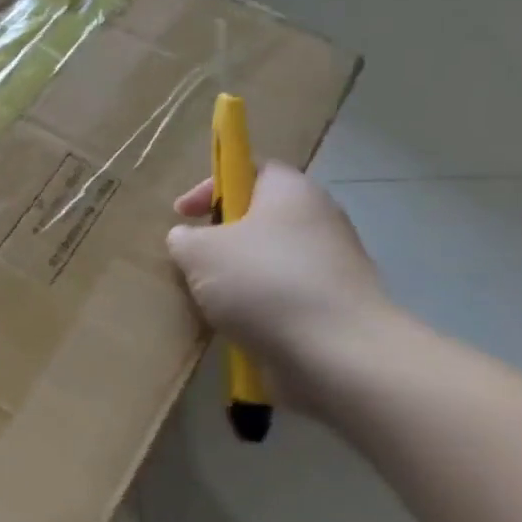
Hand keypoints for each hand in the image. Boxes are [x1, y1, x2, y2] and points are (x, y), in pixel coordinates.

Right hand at [167, 161, 395, 402]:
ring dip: (239, 274)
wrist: (338, 353)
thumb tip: (187, 239)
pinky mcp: (337, 305)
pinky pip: (286, 294)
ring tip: (210, 299)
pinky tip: (239, 325)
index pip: (252, 168)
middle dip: (223, 236)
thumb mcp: (199, 252)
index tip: (183, 213)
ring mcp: (334, 265)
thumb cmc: (262, 282)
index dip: (212, 185)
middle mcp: (320, 219)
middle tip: (194, 258)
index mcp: (291, 191)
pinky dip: (260, 305)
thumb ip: (184, 238)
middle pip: (262, 216)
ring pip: (272, 258)